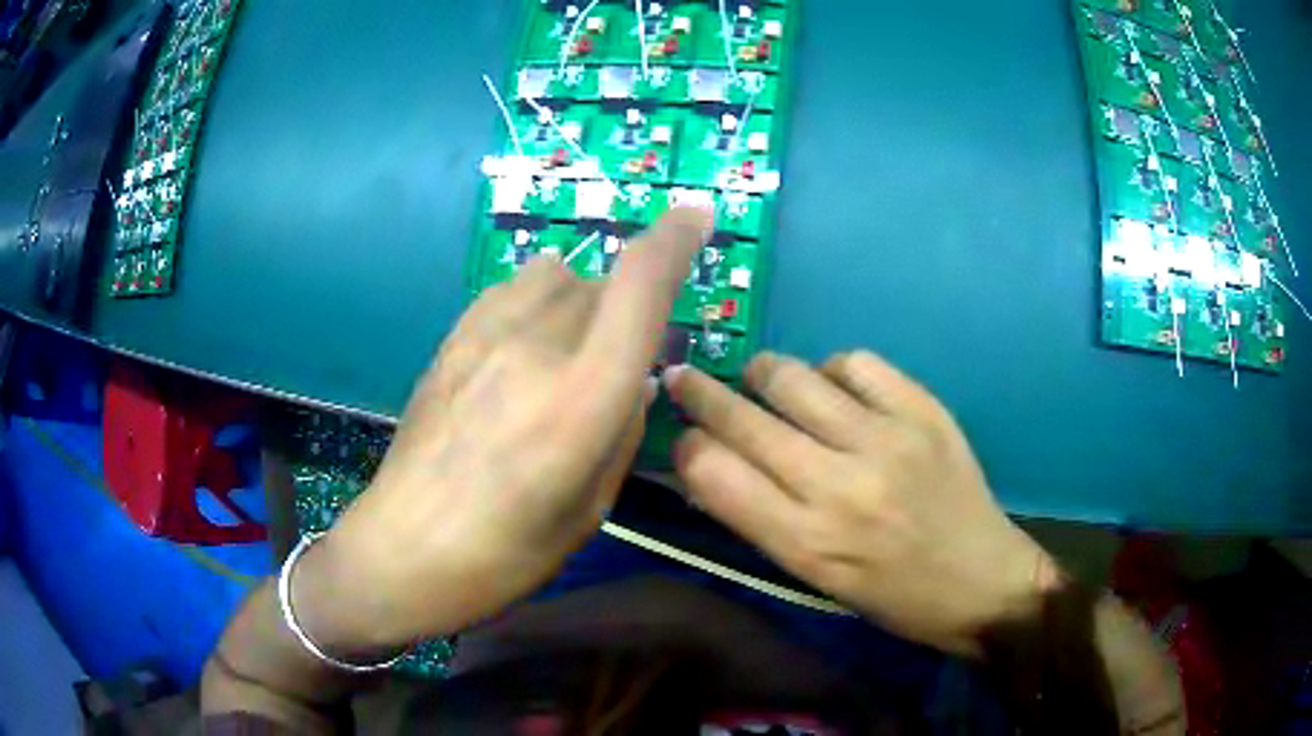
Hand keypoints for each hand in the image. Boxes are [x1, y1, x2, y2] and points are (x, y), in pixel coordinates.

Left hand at [294, 209, 713, 654]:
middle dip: (630, 305)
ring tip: (571, 347)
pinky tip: (525, 343)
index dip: (675, 238)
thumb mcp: (590, 510)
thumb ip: (623, 432)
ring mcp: (485, 336)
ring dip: (583, 298)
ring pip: (557, 273)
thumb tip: (637, 382)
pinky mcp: (451, 339)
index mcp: (583, 398)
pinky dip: (538, 299)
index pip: (639, 284)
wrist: (402, 550)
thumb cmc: (505, 554)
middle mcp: (536, 347)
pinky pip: (511, 287)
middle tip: (622, 358)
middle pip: (603, 280)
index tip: (698, 216)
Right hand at [665, 350, 1059, 655]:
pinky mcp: (923, 411)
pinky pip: (856, 363)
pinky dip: (832, 370)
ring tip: (761, 378)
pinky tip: (835, 388)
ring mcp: (886, 440)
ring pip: (794, 378)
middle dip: (700, 393)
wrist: (983, 582)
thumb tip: (713, 466)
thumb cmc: (892, 596)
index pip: (713, 474)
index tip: (684, 438)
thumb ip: (761, 521)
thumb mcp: (816, 578)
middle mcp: (839, 486)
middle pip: (744, 419)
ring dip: (764, 373)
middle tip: (686, 378)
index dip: (686, 447)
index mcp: (806, 542)